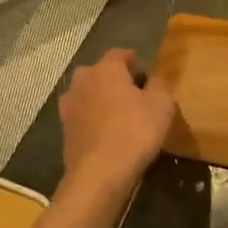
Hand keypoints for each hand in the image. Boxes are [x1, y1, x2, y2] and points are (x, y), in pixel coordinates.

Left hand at [59, 49, 174, 190]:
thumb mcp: (162, 104)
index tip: (146, 72)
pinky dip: (94, 120)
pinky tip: (108, 134)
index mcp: (105, 69)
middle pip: (100, 72)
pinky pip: (83, 116)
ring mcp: (69, 106)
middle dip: (115, 79)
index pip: (120, 54)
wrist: (99, 174)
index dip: (134, 60)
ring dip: (102, 100)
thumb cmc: (135, 131)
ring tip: (120, 115)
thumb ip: (160, 85)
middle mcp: (82, 81)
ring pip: (89, 94)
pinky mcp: (64, 130)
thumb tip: (154, 79)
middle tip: (134, 94)